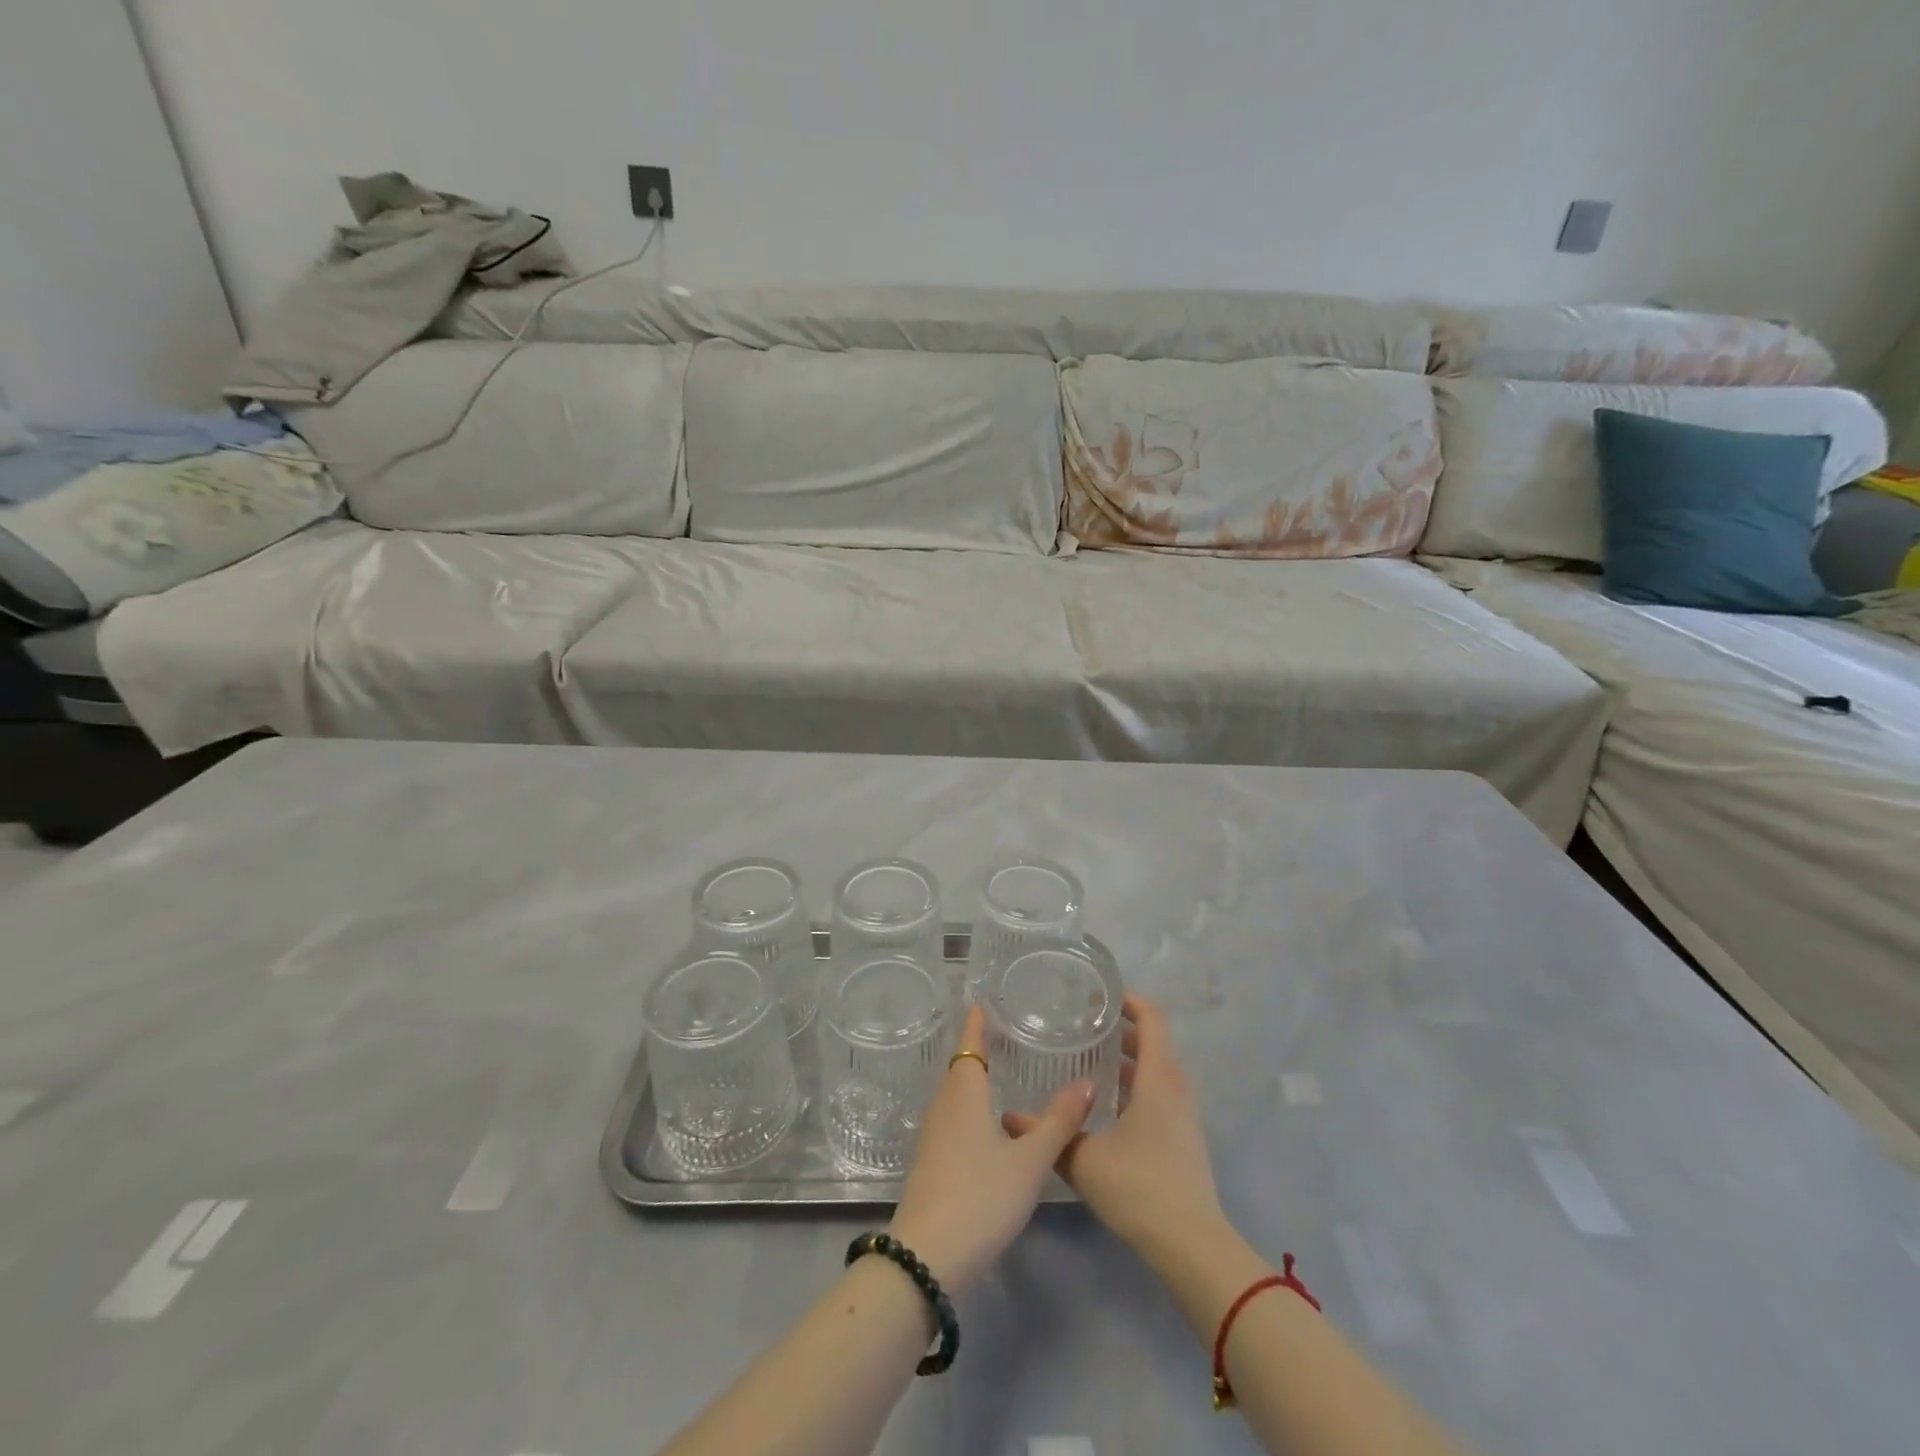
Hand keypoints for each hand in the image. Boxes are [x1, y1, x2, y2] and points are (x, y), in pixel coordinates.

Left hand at [887, 1004, 1093, 1293]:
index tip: (984, 1001)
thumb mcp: (1029, 1160)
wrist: (927, 1256)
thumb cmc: (981, 1196)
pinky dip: (971, 1107)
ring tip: (1004, 1072)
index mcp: (963, 1092)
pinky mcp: (931, 1161)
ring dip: (975, 1079)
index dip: (977, 1022)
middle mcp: (943, 1105)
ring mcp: (933, 1134)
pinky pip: (953, 1118)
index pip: (970, 1044)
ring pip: (956, 1094)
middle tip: (1008, 1033)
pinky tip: (990, 1124)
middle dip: (980, 1049)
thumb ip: (1059, 1121)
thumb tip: (1088, 1081)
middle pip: (961, 1067)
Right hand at [1005, 994, 1223, 1261]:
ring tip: (1088, 1058)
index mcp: (1158, 1077)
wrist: (1191, 1246)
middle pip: (1153, 1041)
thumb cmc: (1139, 1187)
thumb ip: (1049, 1131)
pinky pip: (1158, 1092)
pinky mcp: (1183, 1137)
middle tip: (1082, 1024)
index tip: (1096, 995)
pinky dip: (1134, 1083)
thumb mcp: (1083, 1158)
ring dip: (1127, 1058)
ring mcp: (1183, 1114)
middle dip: (1120, 1028)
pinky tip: (1105, 1103)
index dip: (1128, 999)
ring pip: (1156, 1069)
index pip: (1151, 1018)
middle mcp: (1176, 1087)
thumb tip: (1009, 1116)